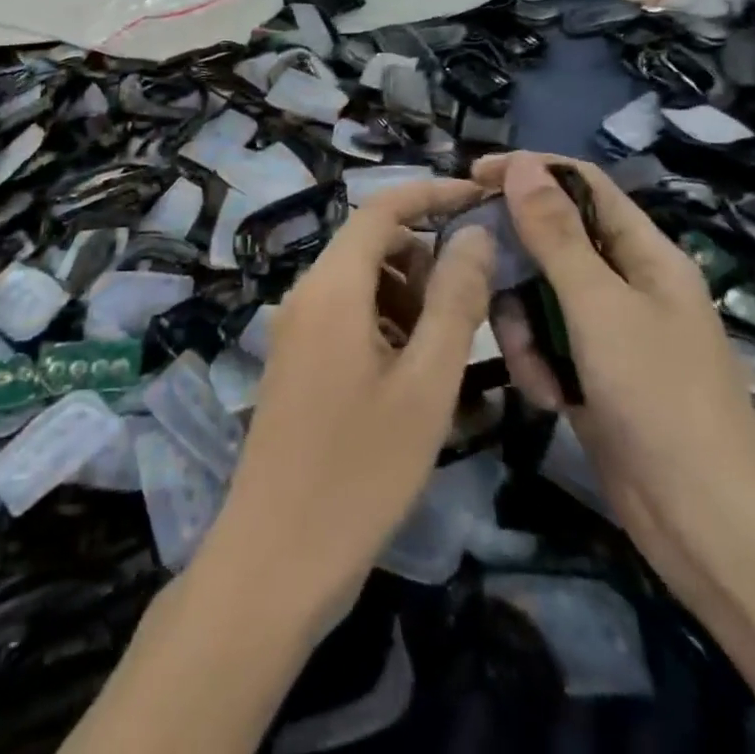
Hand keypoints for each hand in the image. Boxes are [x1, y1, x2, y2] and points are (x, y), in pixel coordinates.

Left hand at [205, 180, 490, 629]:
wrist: (274, 560)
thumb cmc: (360, 471)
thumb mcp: (427, 385)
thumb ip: (456, 302)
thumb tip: (474, 235)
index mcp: (331, 286)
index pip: (382, 208)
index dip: (432, 194)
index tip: (479, 201)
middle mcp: (305, 294)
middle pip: (371, 244)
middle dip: (425, 259)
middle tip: (470, 308)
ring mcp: (294, 329)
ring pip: (360, 282)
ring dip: (407, 296)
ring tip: (444, 352)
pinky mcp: (294, 361)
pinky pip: (345, 316)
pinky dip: (384, 324)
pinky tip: (410, 377)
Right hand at [475, 153, 754, 603]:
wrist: (709, 524)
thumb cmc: (660, 396)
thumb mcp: (599, 305)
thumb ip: (555, 234)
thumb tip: (522, 164)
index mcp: (643, 253)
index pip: (581, 185)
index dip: (530, 172)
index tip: (475, 176)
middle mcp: (625, 282)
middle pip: (552, 241)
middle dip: (515, 261)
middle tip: (474, 273)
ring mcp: (608, 332)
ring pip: (539, 296)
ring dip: (524, 328)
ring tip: (535, 370)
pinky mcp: (591, 374)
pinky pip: (545, 345)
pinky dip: (537, 365)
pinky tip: (549, 400)